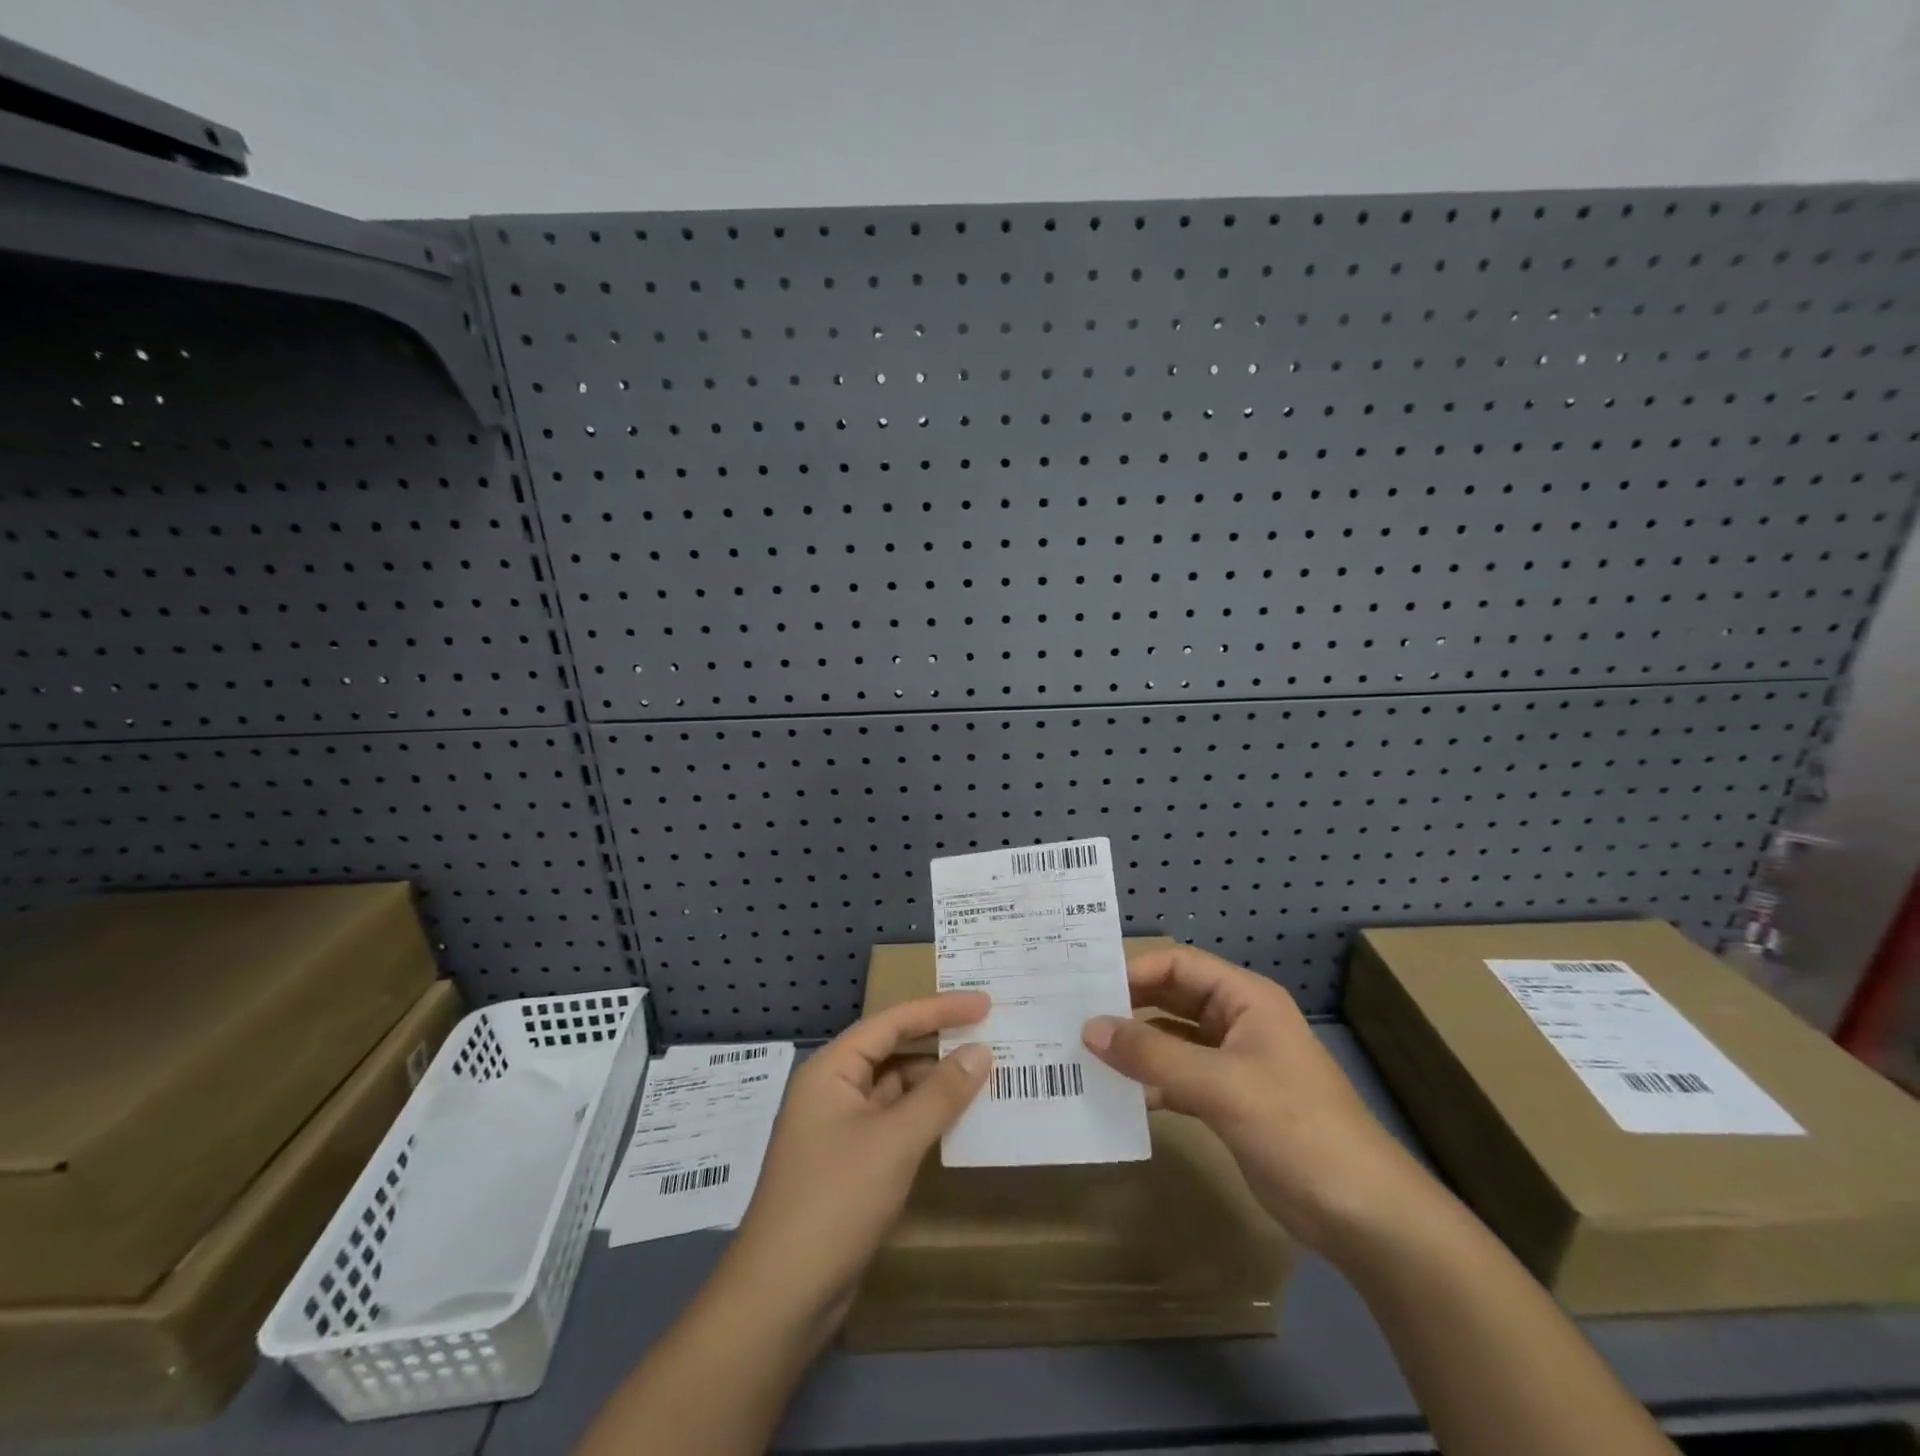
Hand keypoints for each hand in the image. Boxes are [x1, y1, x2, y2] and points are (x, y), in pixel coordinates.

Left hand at [720, 992, 991, 1335]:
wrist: (781, 1297)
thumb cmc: (835, 1201)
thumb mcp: (894, 1141)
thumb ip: (940, 1094)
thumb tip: (980, 1050)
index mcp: (832, 1069)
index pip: (892, 1021)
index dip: (940, 1008)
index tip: (984, 1003)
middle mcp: (832, 1089)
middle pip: (892, 1050)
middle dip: (938, 1042)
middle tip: (988, 1033)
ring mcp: (839, 1128)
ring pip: (895, 1090)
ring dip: (934, 1083)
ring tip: (984, 1074)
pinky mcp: (849, 1164)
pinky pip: (893, 1123)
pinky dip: (924, 1117)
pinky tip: (957, 1121)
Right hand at [1082, 944, 1437, 1257]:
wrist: (1364, 1215)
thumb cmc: (1296, 1129)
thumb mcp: (1220, 1085)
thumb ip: (1153, 1054)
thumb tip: (1089, 1028)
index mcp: (1245, 999)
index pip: (1180, 965)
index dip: (1135, 970)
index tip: (1088, 988)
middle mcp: (1237, 1022)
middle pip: (1173, 998)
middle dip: (1129, 1006)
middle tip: (1075, 1015)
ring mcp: (1234, 1064)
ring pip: (1173, 1039)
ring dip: (1136, 1045)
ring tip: (1085, 1052)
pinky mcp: (1229, 1102)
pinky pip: (1178, 1077)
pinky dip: (1150, 1081)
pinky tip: (1118, 1094)